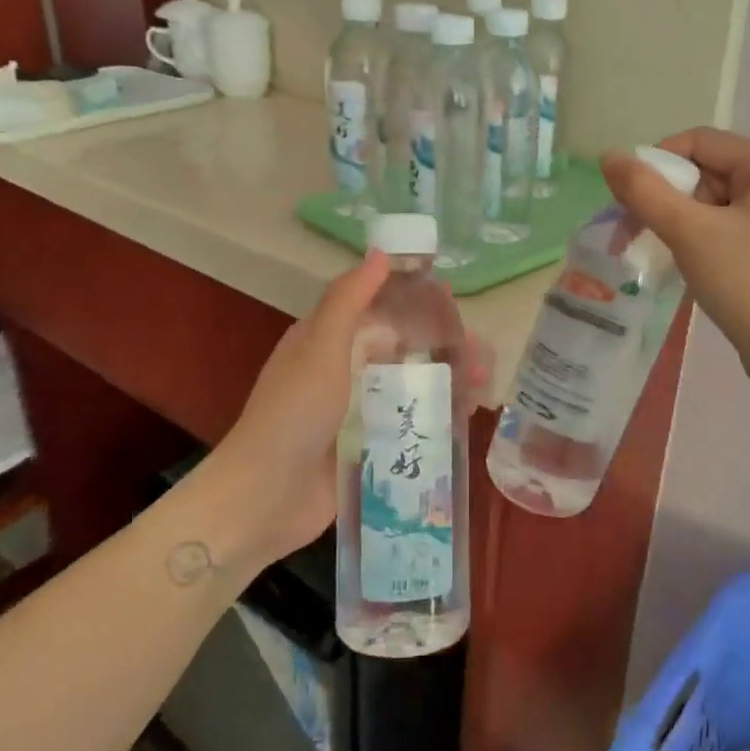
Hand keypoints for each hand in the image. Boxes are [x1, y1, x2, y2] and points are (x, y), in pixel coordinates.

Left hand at [216, 252, 490, 567]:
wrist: (266, 497)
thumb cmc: (293, 413)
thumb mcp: (319, 348)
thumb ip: (348, 301)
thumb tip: (380, 253)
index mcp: (325, 341)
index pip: (375, 310)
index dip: (411, 301)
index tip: (452, 300)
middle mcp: (342, 372)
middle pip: (399, 349)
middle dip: (439, 345)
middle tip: (480, 349)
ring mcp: (356, 412)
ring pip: (408, 385)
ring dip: (445, 379)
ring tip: (483, 380)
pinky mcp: (368, 447)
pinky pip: (408, 423)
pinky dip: (437, 414)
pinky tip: (468, 413)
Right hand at [602, 127, 749, 389]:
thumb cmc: (748, 285)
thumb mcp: (689, 233)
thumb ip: (644, 191)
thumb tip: (609, 156)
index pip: (699, 141)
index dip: (657, 165)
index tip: (633, 203)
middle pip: (710, 171)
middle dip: (671, 198)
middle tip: (644, 234)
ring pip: (721, 202)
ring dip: (687, 222)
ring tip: (674, 255)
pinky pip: (737, 226)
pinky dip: (709, 238)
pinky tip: (701, 267)